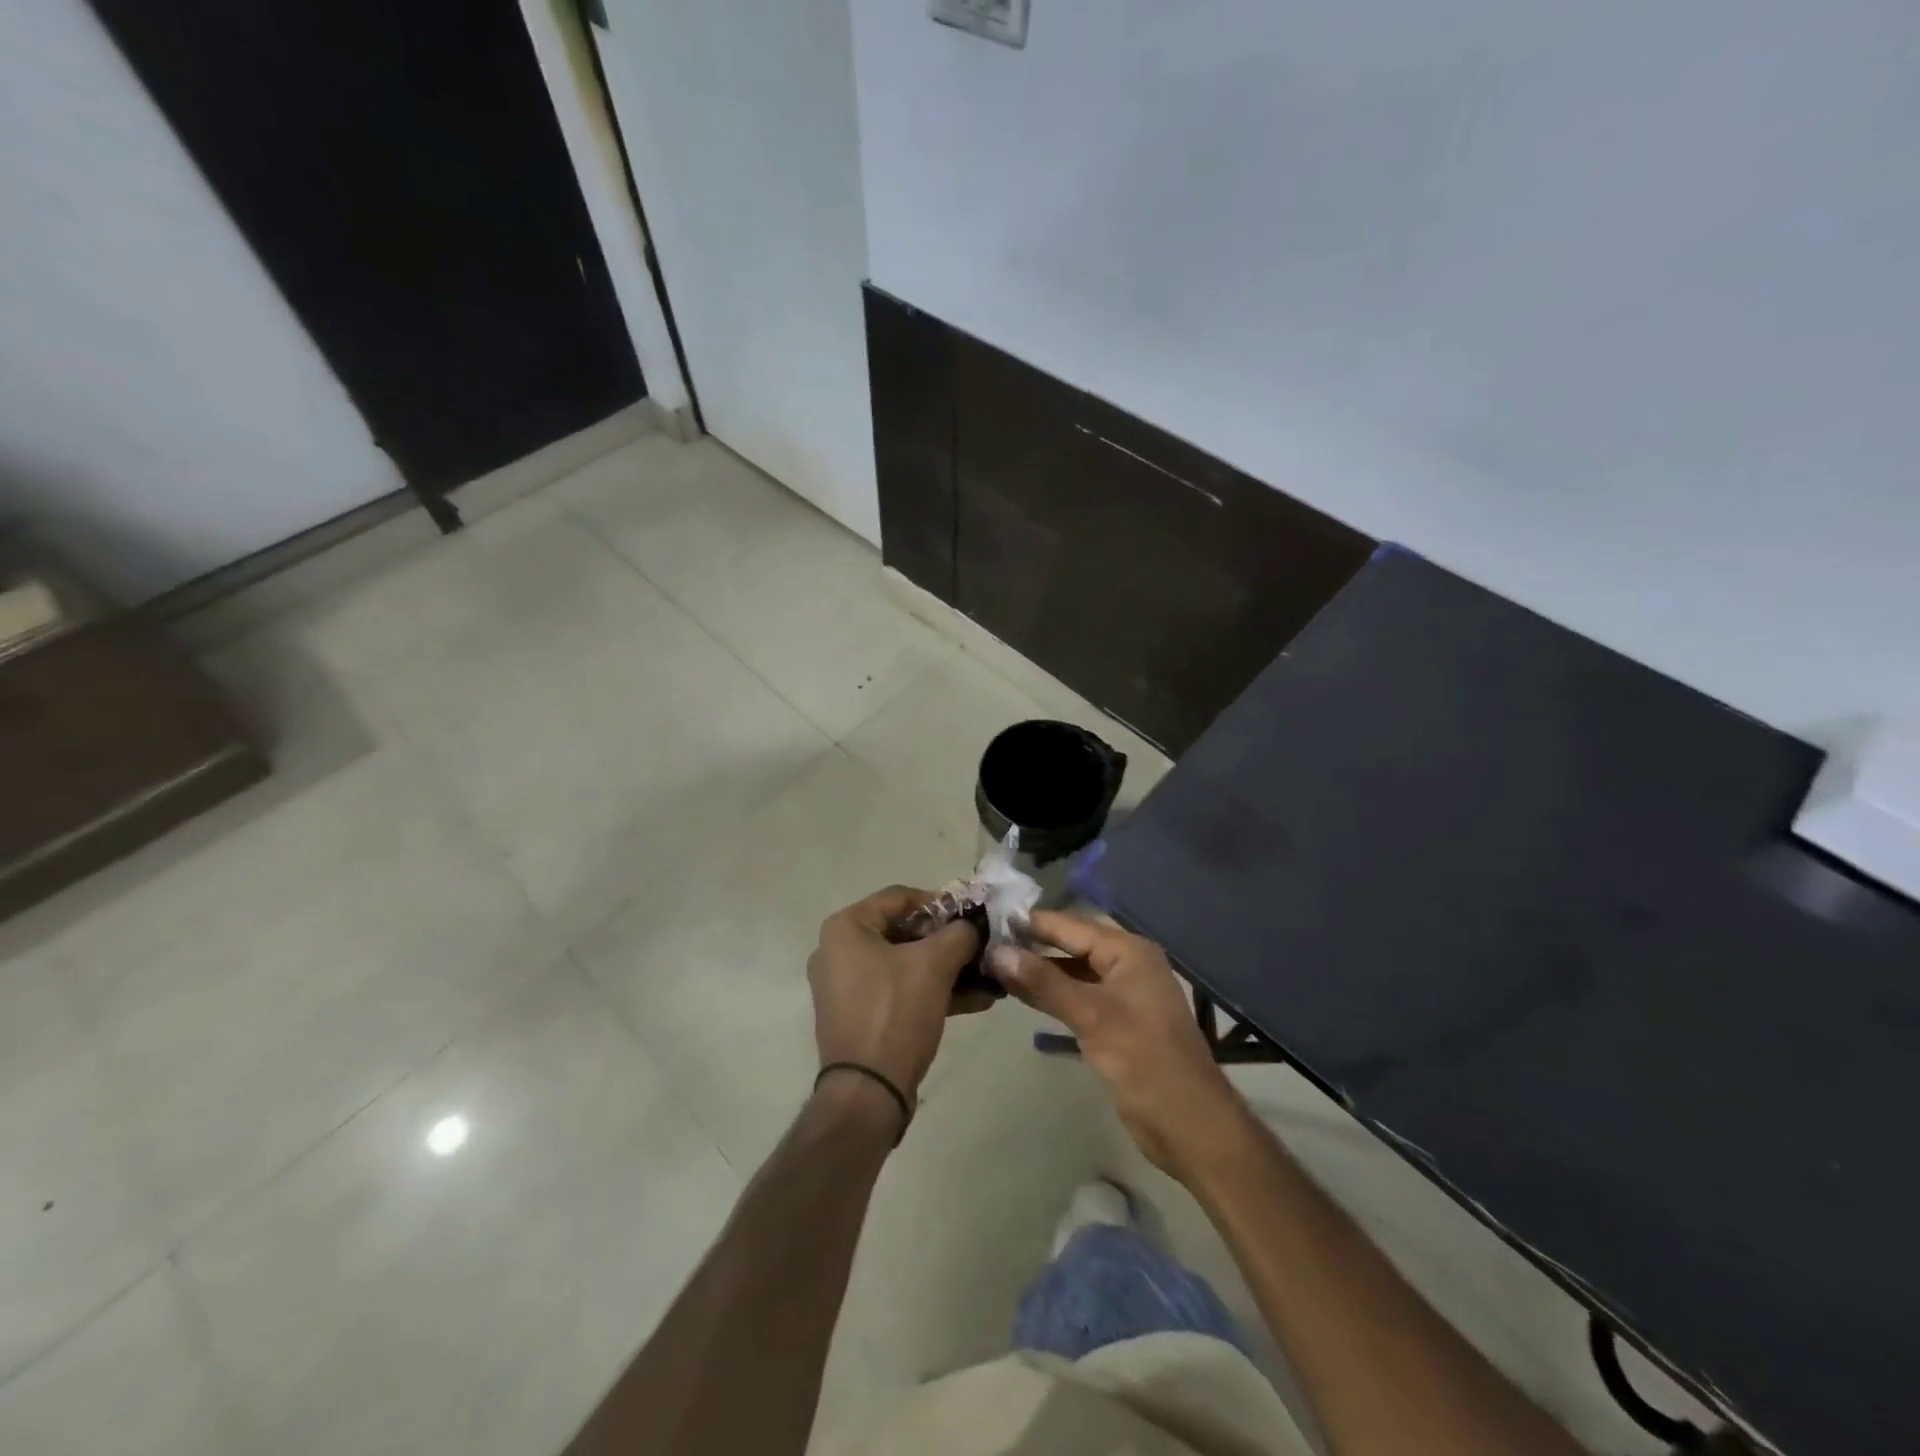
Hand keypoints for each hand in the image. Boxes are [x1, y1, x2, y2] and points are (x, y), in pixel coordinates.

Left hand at [807, 886, 985, 1120]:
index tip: (974, 915)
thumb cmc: (895, 1012)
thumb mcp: (935, 964)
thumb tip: (972, 927)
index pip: (900, 897)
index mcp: (846, 927)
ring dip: (947, 968)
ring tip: (988, 975)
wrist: (868, 1092)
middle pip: (904, 931)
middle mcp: (839, 950)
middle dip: (948, 940)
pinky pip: (901, 990)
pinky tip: (976, 999)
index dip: (941, 902)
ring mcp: (847, 986)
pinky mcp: (860, 1015)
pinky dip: (933, 990)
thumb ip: (959, 934)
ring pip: (906, 964)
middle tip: (982, 945)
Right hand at [989, 911, 1241, 1180]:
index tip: (991, 918)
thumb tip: (996, 952)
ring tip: (996, 965)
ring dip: (1040, 970)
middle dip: (1034, 944)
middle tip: (988, 940)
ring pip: (1074, 971)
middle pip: (1073, 944)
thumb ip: (1043, 982)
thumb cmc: (1143, 1059)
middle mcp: (1127, 964)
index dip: (1033, 922)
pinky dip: (1053, 994)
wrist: (1188, 1123)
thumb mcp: (1090, 1015)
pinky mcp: (1117, 1021)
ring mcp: (1123, 994)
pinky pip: (1079, 995)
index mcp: (1129, 951)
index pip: (1071, 925)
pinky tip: (1023, 994)